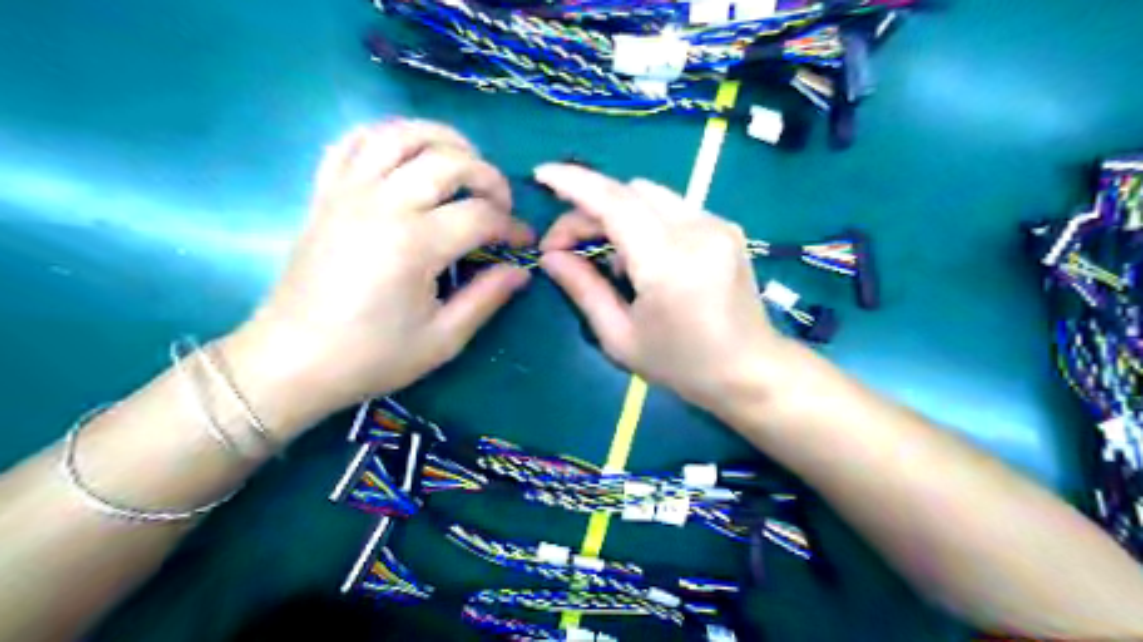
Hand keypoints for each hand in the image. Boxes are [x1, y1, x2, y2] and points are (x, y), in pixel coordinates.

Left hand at [232, 121, 540, 426]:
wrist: (293, 360)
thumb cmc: (372, 356)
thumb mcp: (442, 340)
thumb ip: (487, 298)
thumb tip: (521, 270)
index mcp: (416, 244)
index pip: (482, 216)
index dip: (512, 227)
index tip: (524, 243)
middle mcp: (383, 204)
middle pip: (450, 161)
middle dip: (489, 177)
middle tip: (500, 205)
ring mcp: (348, 192)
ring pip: (401, 134)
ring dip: (443, 139)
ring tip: (464, 162)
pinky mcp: (325, 193)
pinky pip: (352, 141)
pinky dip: (386, 135)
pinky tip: (407, 155)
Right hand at [537, 162, 802, 407]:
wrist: (751, 370)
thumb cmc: (682, 365)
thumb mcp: (620, 338)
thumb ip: (584, 289)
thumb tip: (551, 256)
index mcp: (669, 262)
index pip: (614, 202)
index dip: (574, 183)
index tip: (542, 175)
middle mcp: (696, 230)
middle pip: (629, 192)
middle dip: (589, 207)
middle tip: (565, 246)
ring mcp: (717, 224)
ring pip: (651, 195)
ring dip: (617, 213)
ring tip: (604, 255)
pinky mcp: (726, 226)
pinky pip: (672, 208)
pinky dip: (644, 220)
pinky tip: (641, 256)